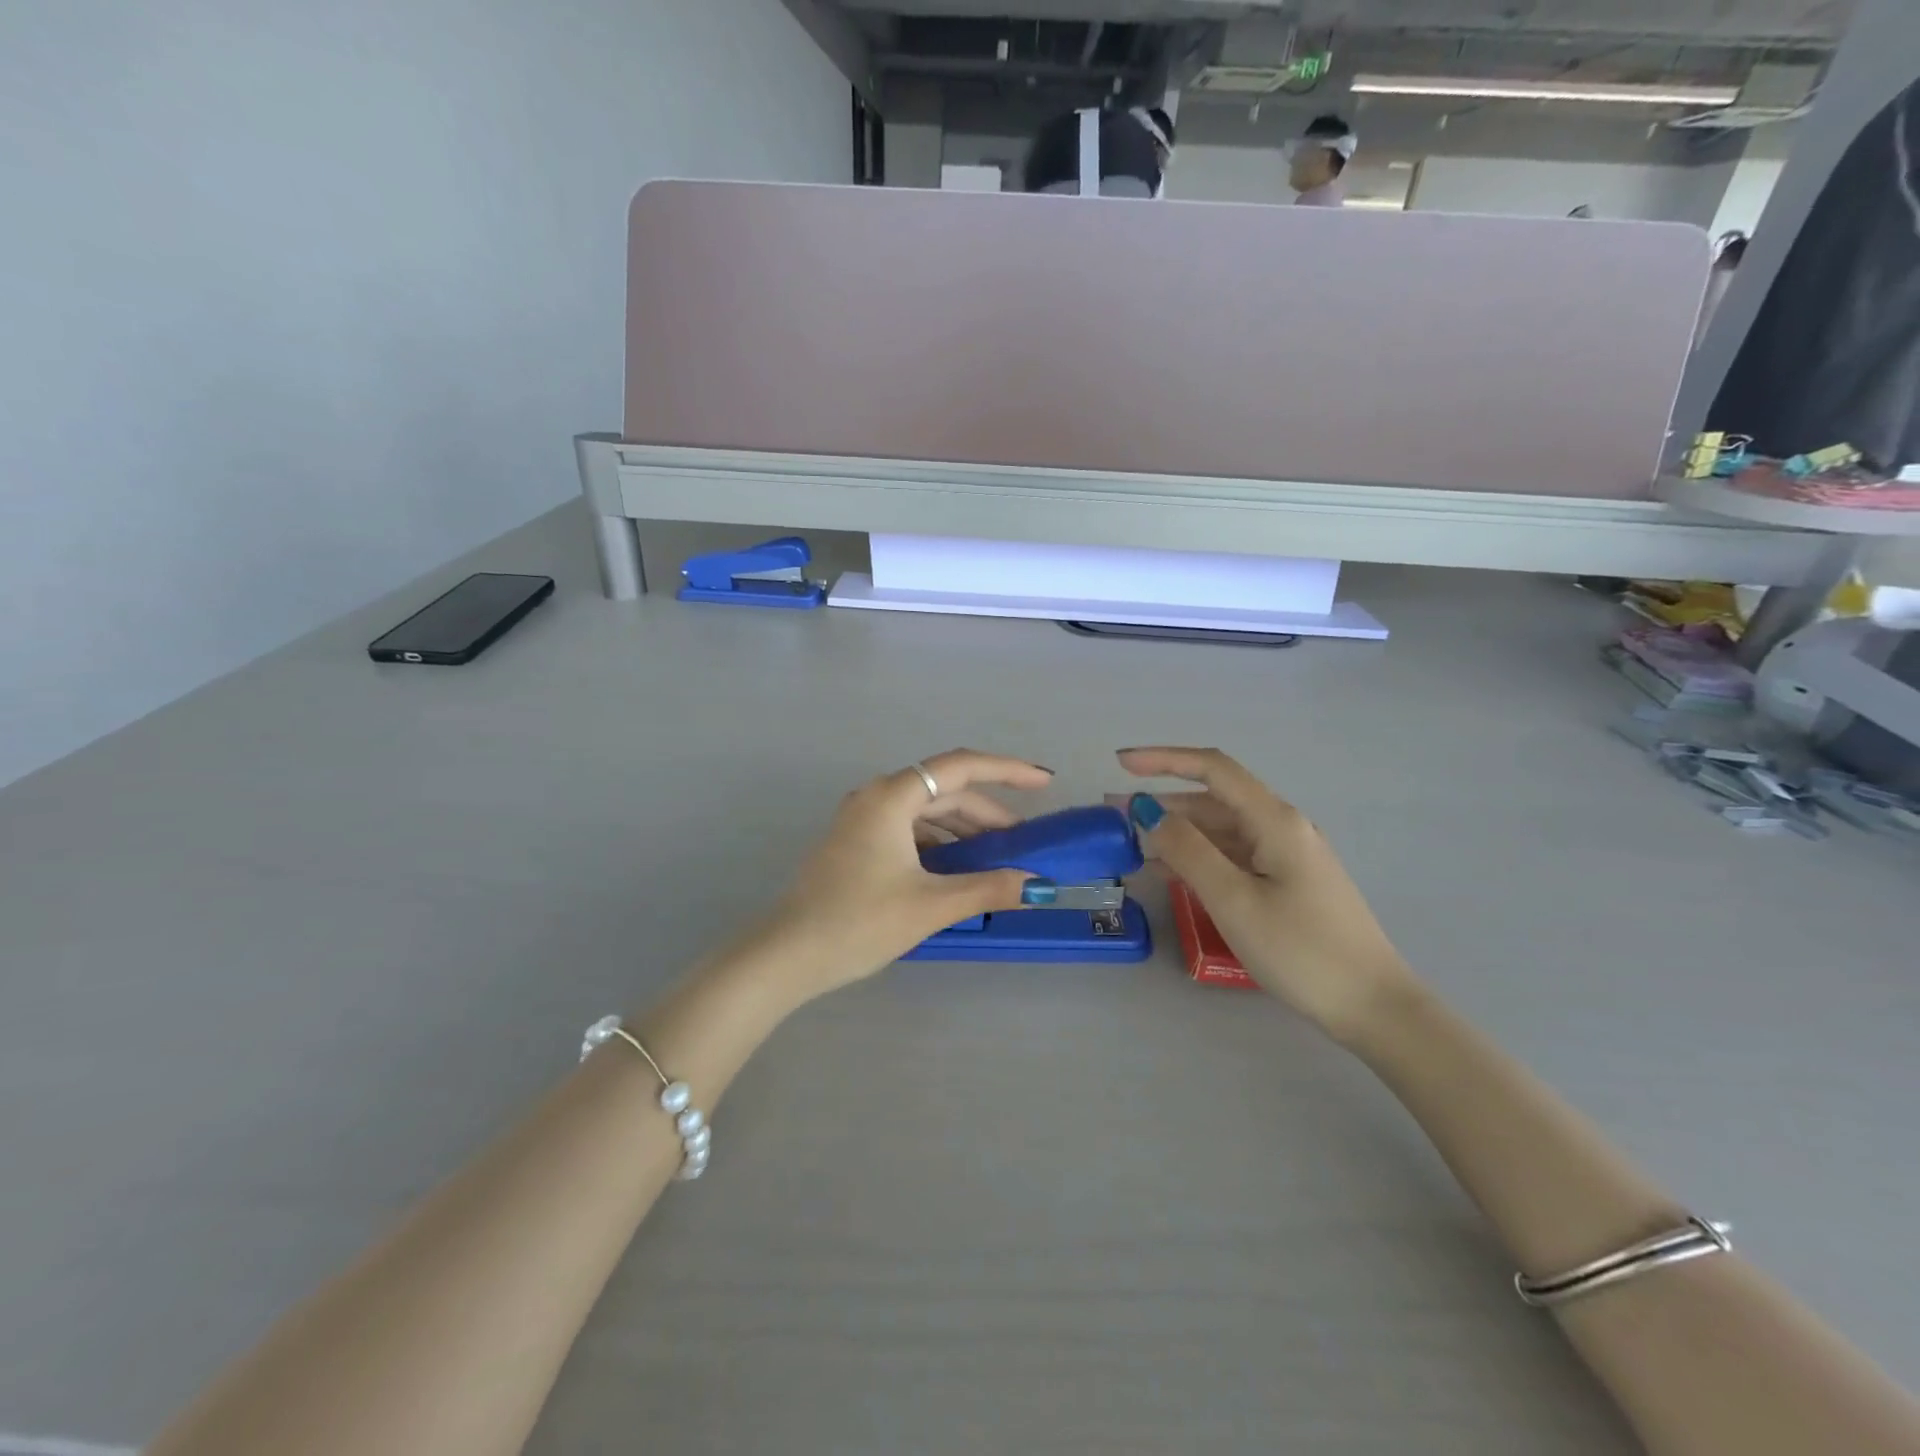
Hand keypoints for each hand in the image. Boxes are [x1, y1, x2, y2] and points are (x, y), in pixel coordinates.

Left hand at [746, 750, 1055, 1000]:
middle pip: (943, 790)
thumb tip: (1038, 885)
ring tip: (994, 857)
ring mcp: (860, 819)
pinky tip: (954, 868)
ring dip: (962, 829)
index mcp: (891, 796)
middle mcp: (875, 796)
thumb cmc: (859, 922)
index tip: (1044, 782)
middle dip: (987, 812)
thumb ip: (988, 888)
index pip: (961, 767)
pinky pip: (906, 828)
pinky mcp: (854, 842)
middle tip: (1023, 840)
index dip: (1007, 770)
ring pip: (924, 810)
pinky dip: (936, 842)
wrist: (787, 955)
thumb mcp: (930, 905)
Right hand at [1117, 747, 1416, 1043]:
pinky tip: (1166, 871)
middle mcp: (1281, 828)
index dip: (1164, 759)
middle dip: (1162, 803)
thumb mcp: (1234, 900)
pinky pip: (1232, 857)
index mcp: (1274, 821)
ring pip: (1220, 830)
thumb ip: (1188, 851)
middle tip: (1113, 816)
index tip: (1120, 762)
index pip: (1213, 769)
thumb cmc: (1301, 951)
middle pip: (1213, 800)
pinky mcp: (1285, 882)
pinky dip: (1196, 858)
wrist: (1372, 1006)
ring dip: (1176, 833)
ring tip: (1131, 844)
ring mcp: (1285, 856)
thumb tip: (1148, 812)